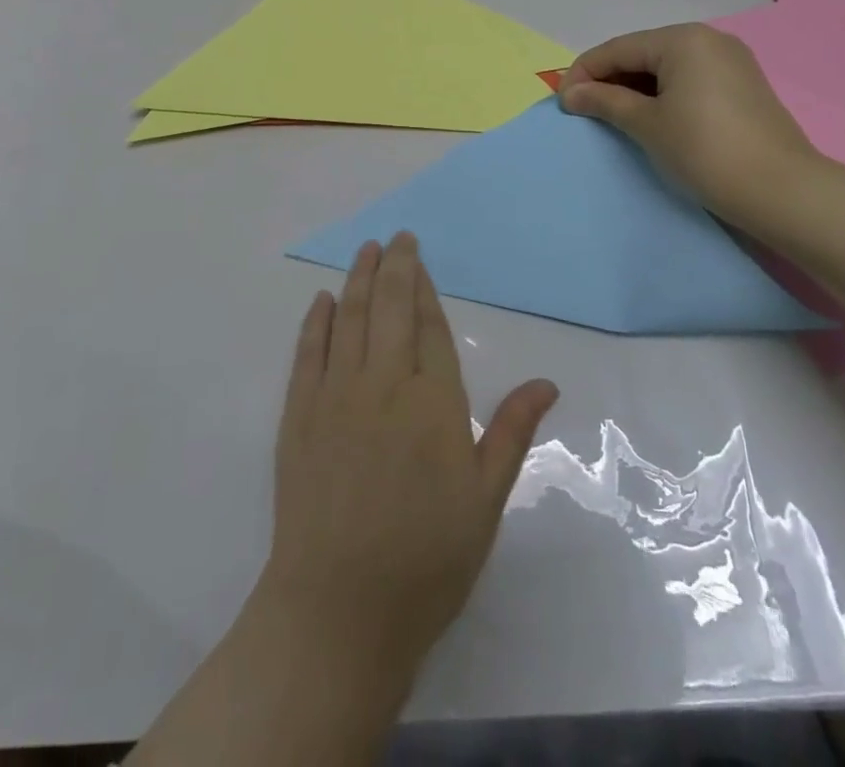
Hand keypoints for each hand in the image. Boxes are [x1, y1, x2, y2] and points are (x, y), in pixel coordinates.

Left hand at [259, 233, 558, 681]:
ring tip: (364, 250)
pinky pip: (308, 353)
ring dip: (357, 280)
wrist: (340, 609)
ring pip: (349, 319)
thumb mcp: (485, 500)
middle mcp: (384, 383)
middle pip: (390, 308)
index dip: (425, 287)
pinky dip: (315, 322)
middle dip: (394, 266)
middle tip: (395, 236)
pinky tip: (321, 301)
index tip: (419, 258)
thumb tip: (546, 382)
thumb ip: (512, 432)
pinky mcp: (299, 415)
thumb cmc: (426, 558)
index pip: (430, 327)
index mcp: (433, 401)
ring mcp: (336, 395)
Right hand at [558, 22, 819, 230]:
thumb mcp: (647, 124)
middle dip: (608, 80)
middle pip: (641, 53)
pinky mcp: (743, 85)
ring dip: (634, 89)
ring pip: (665, 67)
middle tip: (583, 111)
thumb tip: (570, 94)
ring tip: (611, 117)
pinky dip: (662, 95)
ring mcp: (730, 61)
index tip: (561, 103)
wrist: (782, 192)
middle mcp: (708, 39)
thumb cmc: (705, 150)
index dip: (583, 73)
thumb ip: (604, 101)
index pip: (618, 49)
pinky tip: (649, 118)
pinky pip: (688, 80)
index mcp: (683, 39)